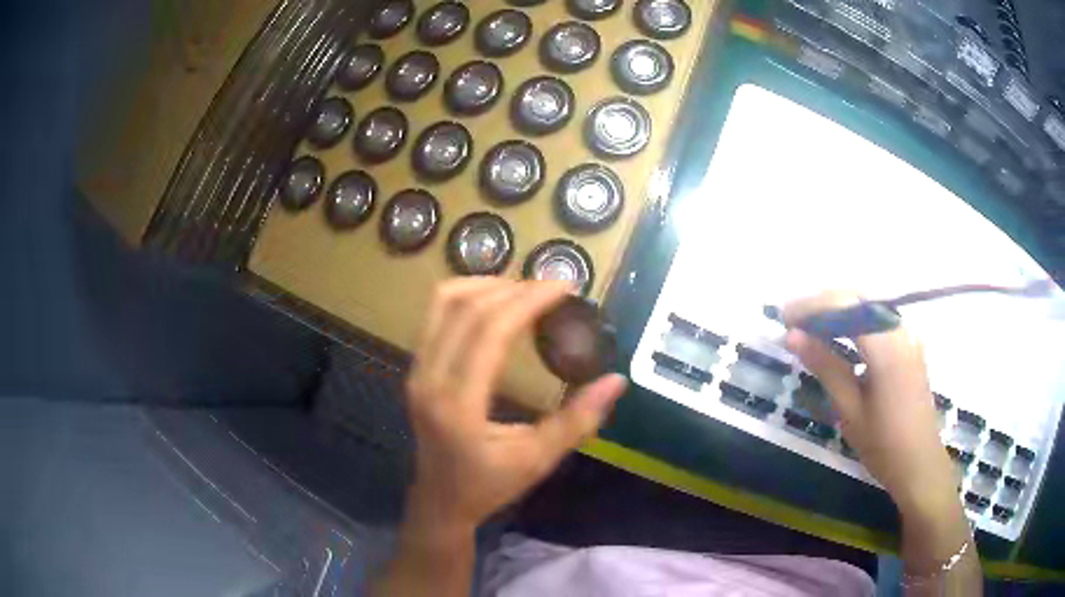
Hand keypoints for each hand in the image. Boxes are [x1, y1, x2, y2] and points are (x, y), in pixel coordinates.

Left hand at [405, 278, 627, 533]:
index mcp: (459, 404)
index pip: (490, 331)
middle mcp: (429, 379)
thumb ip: (578, 421)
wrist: (440, 500)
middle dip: (514, 288)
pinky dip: (467, 297)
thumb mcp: (538, 459)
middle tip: (552, 288)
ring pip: (443, 302)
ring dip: (486, 285)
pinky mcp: (415, 368)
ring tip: (525, 291)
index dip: (529, 300)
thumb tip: (617, 380)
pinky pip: (435, 315)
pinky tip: (495, 305)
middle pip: (466, 308)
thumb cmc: (490, 485)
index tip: (564, 287)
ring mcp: (416, 370)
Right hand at [782, 292, 954, 515]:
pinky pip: (878, 320)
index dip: (812, 306)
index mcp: (887, 346)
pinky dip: (855, 322)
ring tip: (810, 327)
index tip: (783, 317)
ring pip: (868, 306)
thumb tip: (793, 336)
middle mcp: (900, 330)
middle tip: (793, 321)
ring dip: (838, 311)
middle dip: (823, 304)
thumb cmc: (884, 444)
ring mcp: (908, 336)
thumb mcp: (850, 409)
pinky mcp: (909, 345)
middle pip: (858, 298)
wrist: (920, 464)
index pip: (846, 305)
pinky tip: (840, 338)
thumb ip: (825, 366)